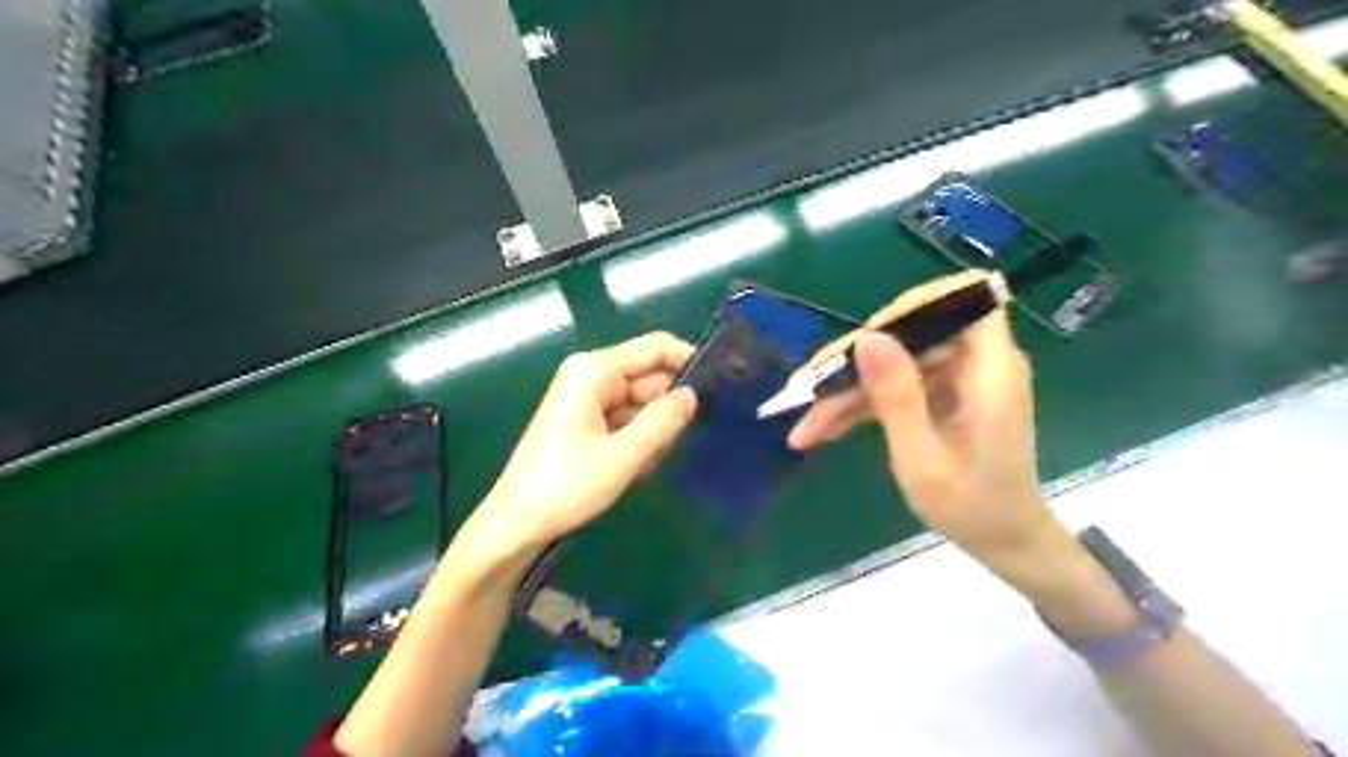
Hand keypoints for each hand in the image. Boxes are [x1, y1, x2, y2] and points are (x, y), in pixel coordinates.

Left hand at [460, 331, 694, 560]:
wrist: (516, 523)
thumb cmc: (566, 486)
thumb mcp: (623, 456)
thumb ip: (663, 421)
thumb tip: (693, 395)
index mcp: (594, 370)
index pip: (655, 347)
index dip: (688, 361)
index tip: (717, 388)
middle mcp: (590, 375)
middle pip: (649, 378)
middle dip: (665, 410)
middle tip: (668, 447)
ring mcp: (587, 398)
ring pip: (641, 402)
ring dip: (650, 432)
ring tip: (640, 465)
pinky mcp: (586, 419)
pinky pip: (626, 419)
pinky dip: (636, 440)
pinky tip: (629, 467)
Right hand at [791, 269, 1052, 561]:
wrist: (1005, 542)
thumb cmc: (973, 509)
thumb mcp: (923, 459)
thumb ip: (897, 397)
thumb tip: (867, 337)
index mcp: (989, 370)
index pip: (963, 297)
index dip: (914, 305)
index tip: (867, 339)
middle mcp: (977, 363)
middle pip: (909, 334)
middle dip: (855, 362)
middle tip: (807, 393)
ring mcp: (957, 378)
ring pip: (893, 362)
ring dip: (848, 390)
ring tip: (806, 426)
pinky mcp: (941, 394)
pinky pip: (896, 385)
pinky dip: (861, 405)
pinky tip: (824, 430)